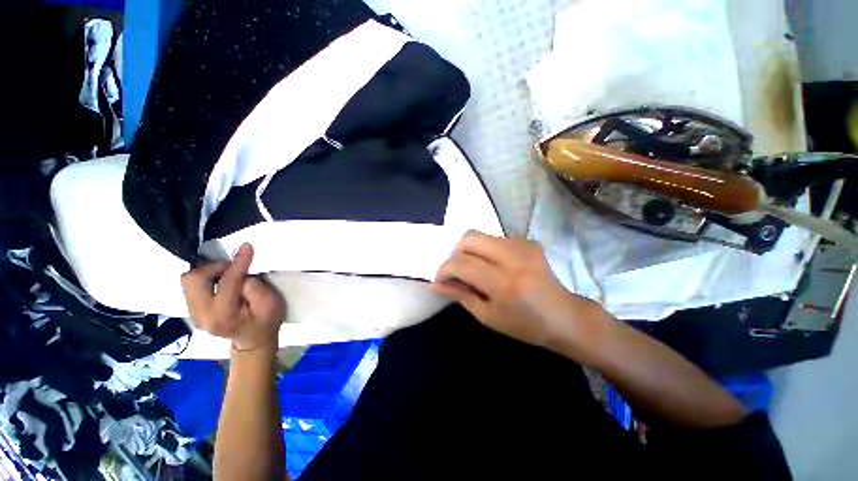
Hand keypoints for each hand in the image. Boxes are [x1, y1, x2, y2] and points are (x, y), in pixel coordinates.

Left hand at [181, 243, 285, 351]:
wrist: (253, 340)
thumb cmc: (266, 322)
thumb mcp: (270, 305)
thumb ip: (256, 289)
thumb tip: (242, 274)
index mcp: (222, 316)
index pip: (226, 282)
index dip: (238, 263)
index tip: (247, 247)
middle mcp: (201, 314)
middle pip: (192, 279)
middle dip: (213, 268)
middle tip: (233, 268)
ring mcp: (194, 313)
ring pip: (189, 281)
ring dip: (210, 272)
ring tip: (229, 275)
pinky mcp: (193, 309)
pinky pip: (192, 286)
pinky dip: (207, 278)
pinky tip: (222, 282)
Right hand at [432, 231, 604, 348]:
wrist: (565, 317)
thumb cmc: (525, 325)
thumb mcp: (487, 316)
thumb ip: (460, 295)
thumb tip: (435, 284)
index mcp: (504, 283)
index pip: (462, 264)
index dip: (444, 269)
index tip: (440, 279)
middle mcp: (513, 258)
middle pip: (470, 238)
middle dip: (456, 253)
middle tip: (458, 270)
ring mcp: (523, 246)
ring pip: (481, 235)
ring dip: (471, 251)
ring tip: (476, 269)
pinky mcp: (529, 241)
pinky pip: (496, 238)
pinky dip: (487, 250)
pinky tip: (495, 265)